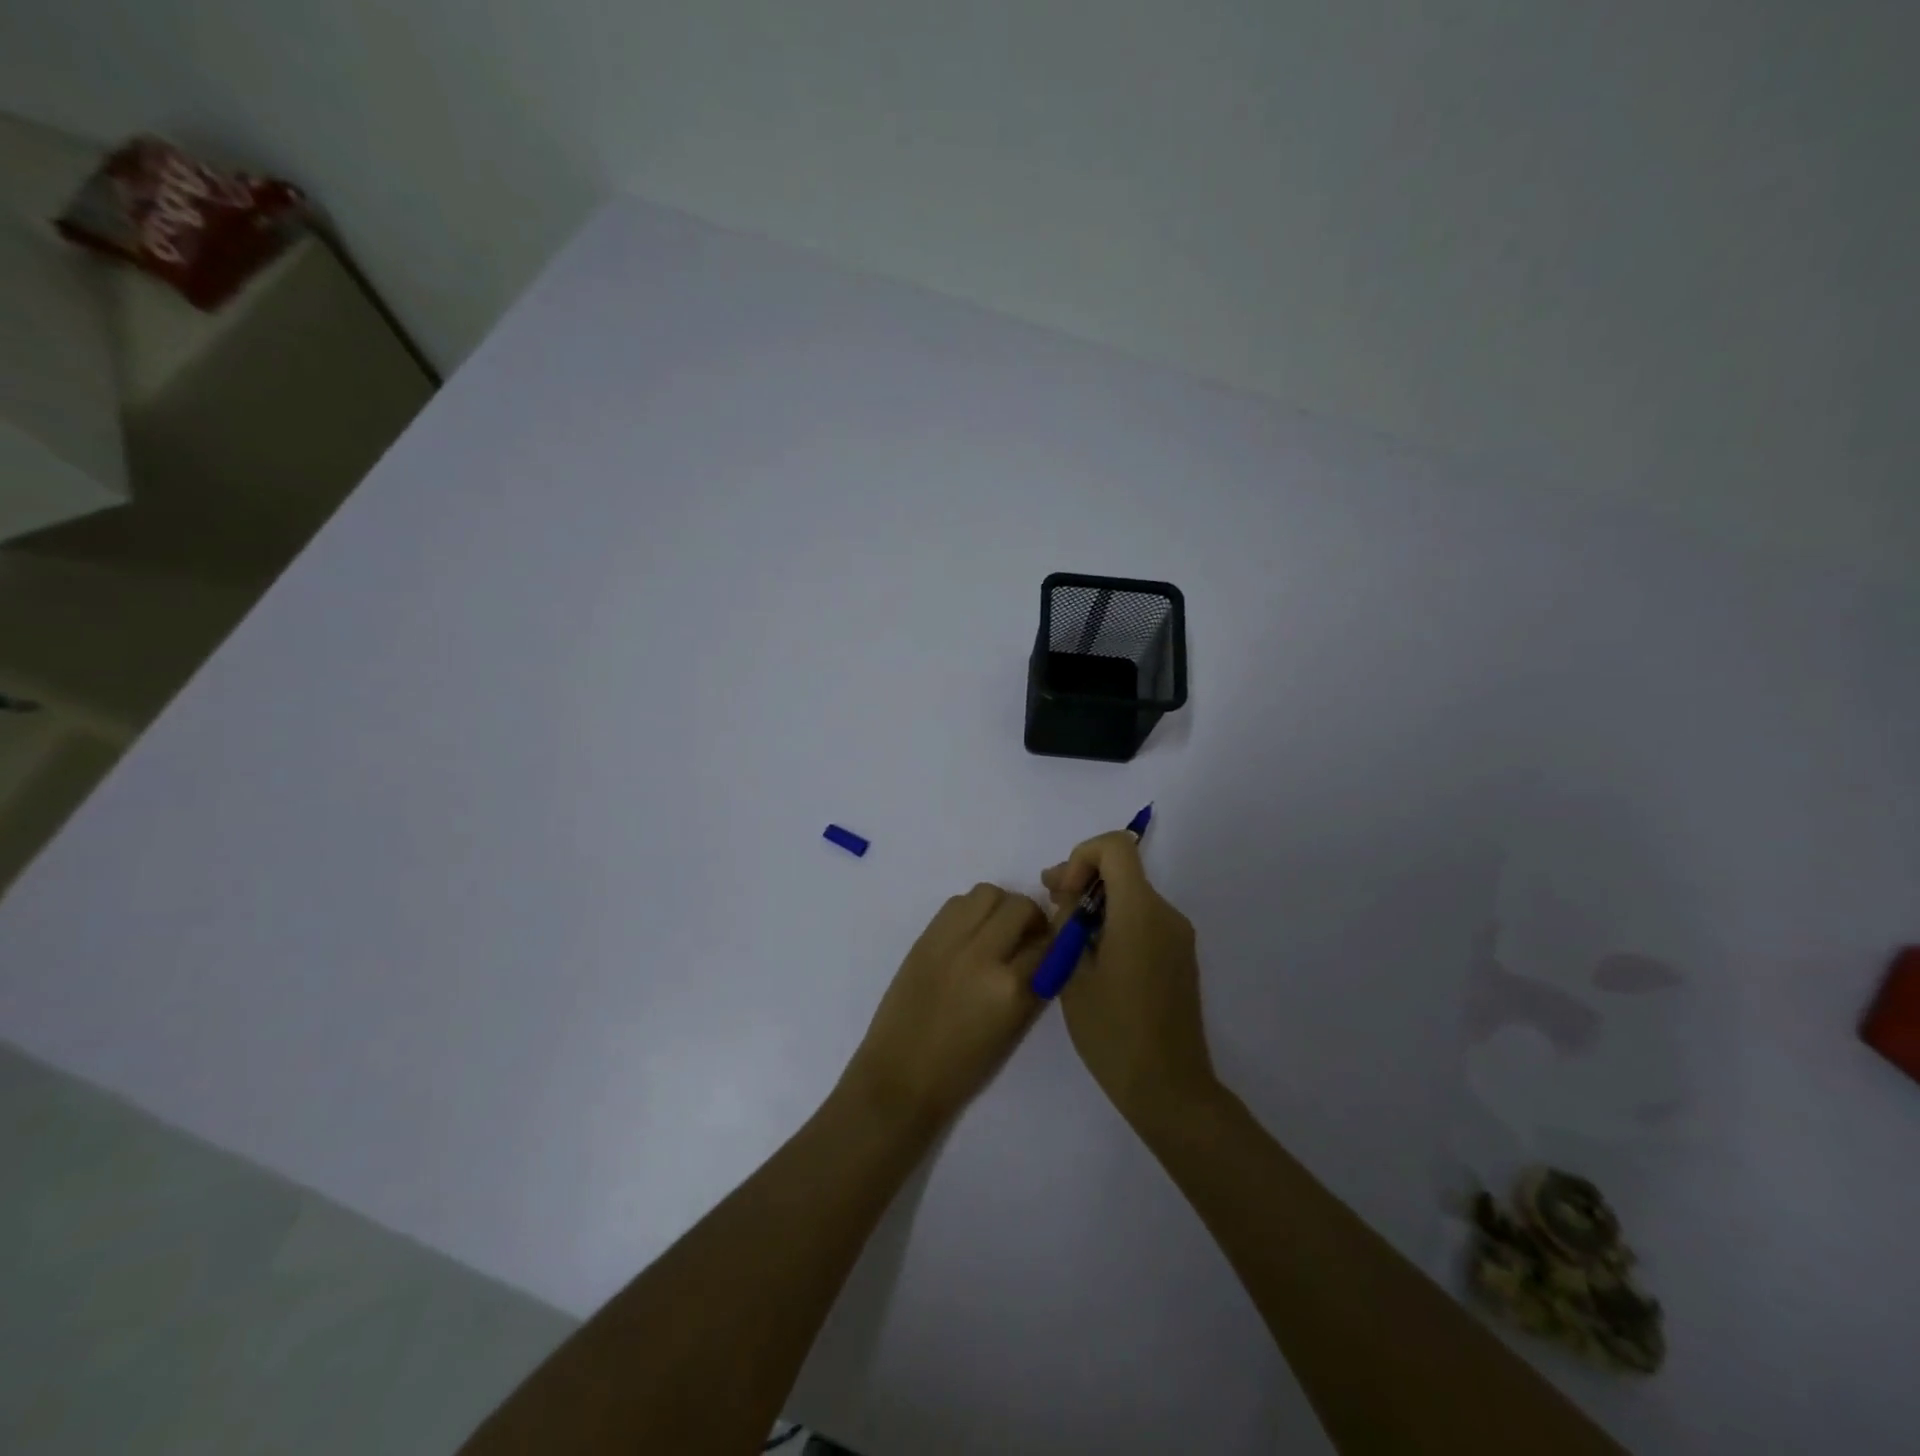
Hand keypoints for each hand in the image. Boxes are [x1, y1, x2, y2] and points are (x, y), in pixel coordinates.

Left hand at [843, 883, 1049, 1127]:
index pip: (1048, 944)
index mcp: (1010, 988)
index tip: (1054, 948)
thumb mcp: (1013, 1028)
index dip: (1055, 944)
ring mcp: (950, 941)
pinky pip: (957, 903)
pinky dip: (971, 910)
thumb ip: (1034, 985)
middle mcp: (982, 955)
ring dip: (1001, 906)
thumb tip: (1047, 951)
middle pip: (1020, 907)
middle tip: (1027, 936)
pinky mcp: (925, 937)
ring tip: (998, 929)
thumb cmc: (963, 1067)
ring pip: (988, 893)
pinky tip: (971, 933)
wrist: (900, 1074)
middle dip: (1031, 918)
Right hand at [1042, 833, 1215, 1123]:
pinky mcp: (1179, 956)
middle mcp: (1165, 914)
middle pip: (1122, 869)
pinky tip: (1093, 956)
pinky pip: (1143, 919)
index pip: (1116, 847)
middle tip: (1050, 906)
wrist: (1169, 1088)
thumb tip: (1067, 900)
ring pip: (1131, 894)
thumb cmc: (1113, 1032)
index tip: (1062, 892)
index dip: (1081, 856)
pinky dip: (1114, 921)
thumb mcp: (1072, 976)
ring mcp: (1177, 936)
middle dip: (1082, 879)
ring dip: (1096, 903)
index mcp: (1140, 912)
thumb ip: (1066, 925)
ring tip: (1066, 937)